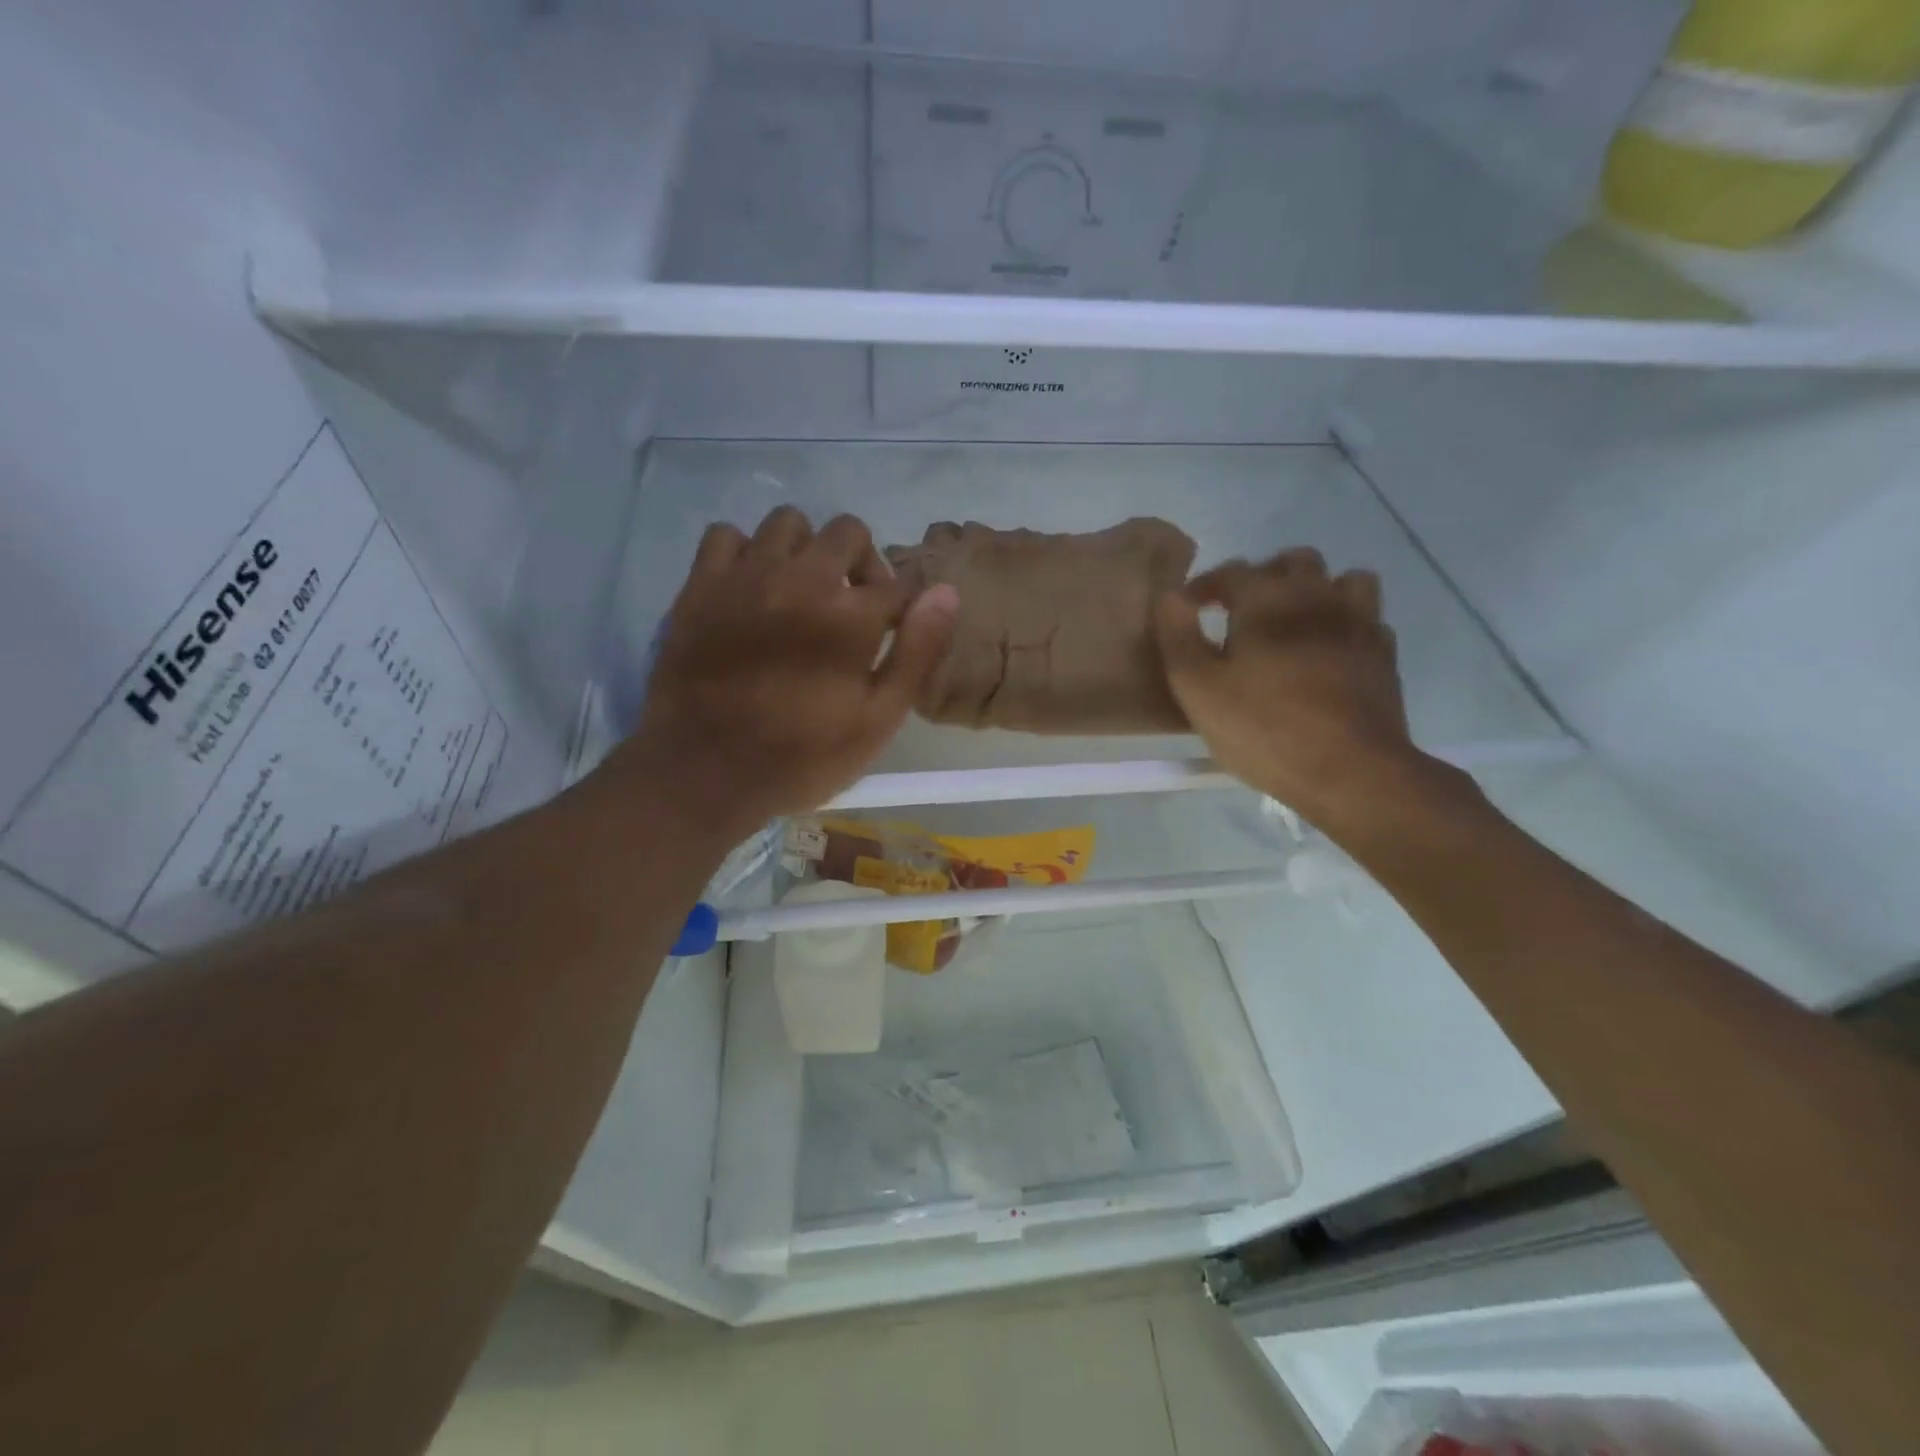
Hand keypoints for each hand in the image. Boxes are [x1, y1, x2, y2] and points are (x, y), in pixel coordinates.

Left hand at [612, 507, 957, 836]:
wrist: (703, 772)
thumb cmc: (802, 757)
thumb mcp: (877, 721)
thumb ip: (916, 653)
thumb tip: (946, 591)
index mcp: (850, 615)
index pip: (898, 582)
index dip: (904, 603)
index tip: (894, 626)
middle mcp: (801, 578)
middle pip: (848, 532)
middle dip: (862, 562)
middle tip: (852, 605)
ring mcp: (746, 575)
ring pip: (788, 522)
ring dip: (806, 549)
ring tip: (800, 590)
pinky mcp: (701, 584)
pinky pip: (727, 534)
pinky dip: (746, 552)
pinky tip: (750, 587)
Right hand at [1154, 548, 1442, 831]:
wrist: (1350, 770)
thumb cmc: (1263, 728)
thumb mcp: (1198, 688)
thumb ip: (1178, 636)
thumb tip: (1170, 595)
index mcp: (1266, 600)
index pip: (1232, 571)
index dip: (1206, 585)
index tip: (1189, 608)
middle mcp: (1316, 597)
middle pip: (1292, 562)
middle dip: (1262, 577)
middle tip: (1240, 612)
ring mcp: (1358, 622)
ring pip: (1342, 580)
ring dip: (1314, 590)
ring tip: (1293, 621)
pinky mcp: (1383, 654)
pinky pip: (1367, 617)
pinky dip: (1345, 621)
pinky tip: (1330, 649)